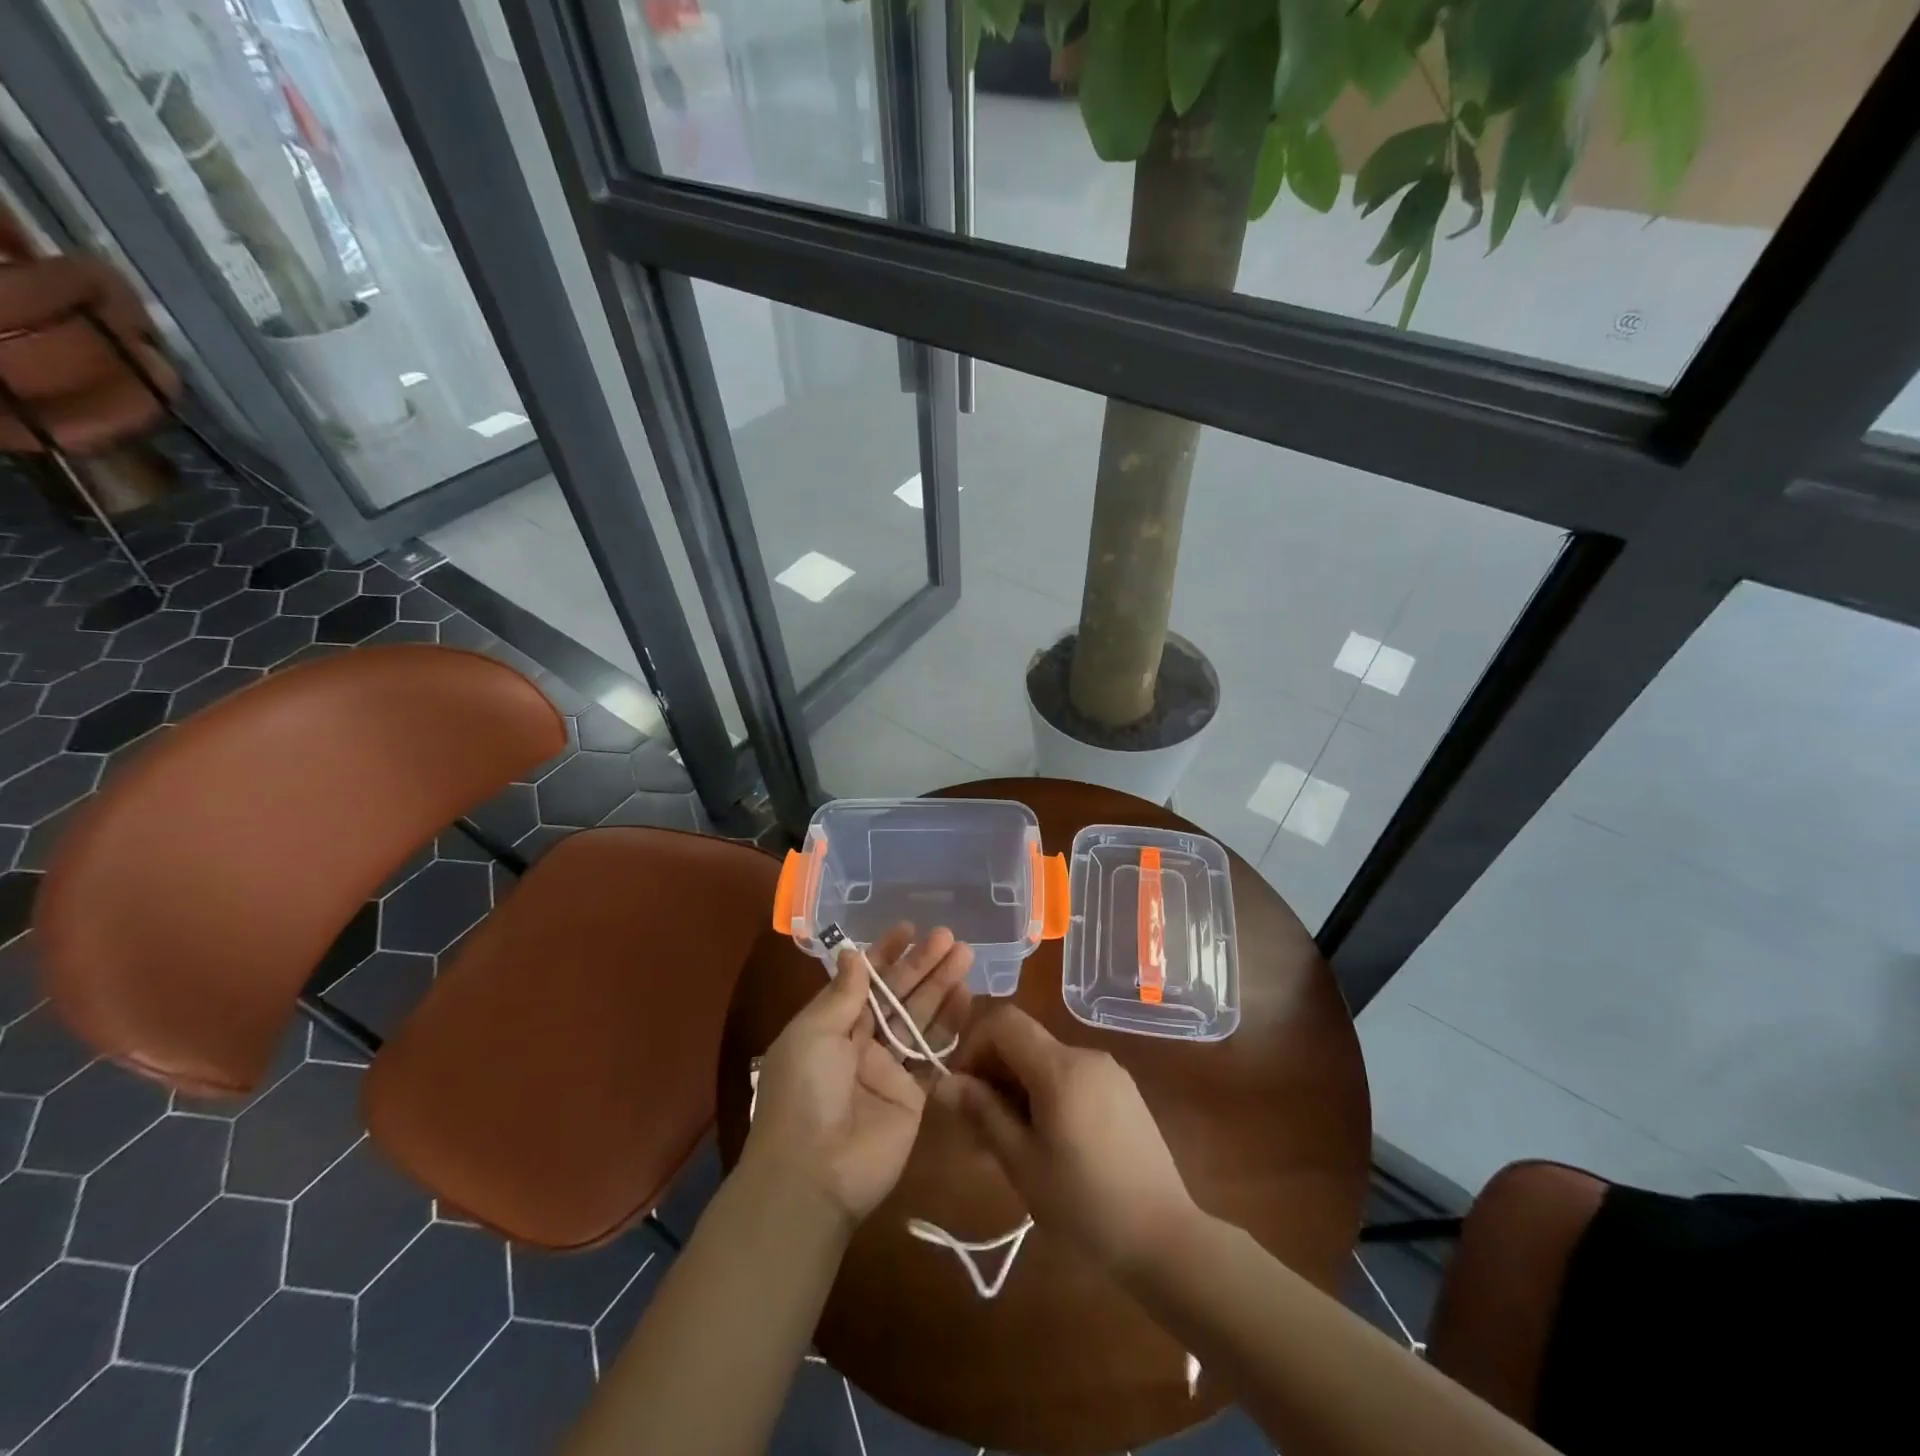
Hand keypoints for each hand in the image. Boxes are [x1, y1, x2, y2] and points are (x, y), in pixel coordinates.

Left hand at [743, 926, 973, 1227]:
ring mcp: (890, 1070)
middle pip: (898, 995)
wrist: (814, 1175)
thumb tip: (853, 953)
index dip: (885, 954)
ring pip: (920, 1019)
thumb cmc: (804, 1093)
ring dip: (941, 988)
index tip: (909, 929)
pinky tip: (968, 999)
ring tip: (966, 956)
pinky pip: (935, 1055)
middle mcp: (862, 1042)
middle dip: (923, 965)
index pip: (863, 980)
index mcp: (831, 1025)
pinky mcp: (914, 1096)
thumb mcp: (812, 1034)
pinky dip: (951, 1027)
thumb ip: (841, 995)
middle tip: (951, 937)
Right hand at [932, 1004, 1198, 1277]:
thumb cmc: (1085, 1205)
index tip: (964, 1093)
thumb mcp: (1022, 1163)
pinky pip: (1072, 1078)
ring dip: (1018, 1089)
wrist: (1166, 1239)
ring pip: (1046, 1062)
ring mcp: (1110, 1072)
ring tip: (1010, 1146)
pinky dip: (1048, 1096)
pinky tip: (1048, 1144)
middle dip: (993, 1075)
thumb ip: (982, 1114)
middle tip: (979, 1131)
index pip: (1003, 1022)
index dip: (973, 1047)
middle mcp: (1086, 1056)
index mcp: (1060, 1067)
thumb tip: (944, 1082)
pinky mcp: (1124, 1092)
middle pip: (1024, 1042)